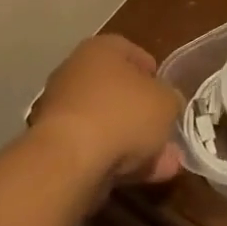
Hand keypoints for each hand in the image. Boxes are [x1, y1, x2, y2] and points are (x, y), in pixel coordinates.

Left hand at [29, 34, 182, 187]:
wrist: (70, 160)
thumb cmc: (123, 113)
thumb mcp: (166, 102)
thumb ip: (170, 99)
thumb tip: (168, 104)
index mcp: (101, 49)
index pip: (131, 51)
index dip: (153, 72)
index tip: (167, 93)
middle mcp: (76, 72)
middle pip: (119, 91)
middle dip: (145, 113)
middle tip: (168, 131)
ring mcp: (63, 110)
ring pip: (109, 123)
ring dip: (137, 141)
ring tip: (167, 162)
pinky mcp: (57, 146)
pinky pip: (96, 148)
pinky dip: (118, 159)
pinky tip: (145, 176)